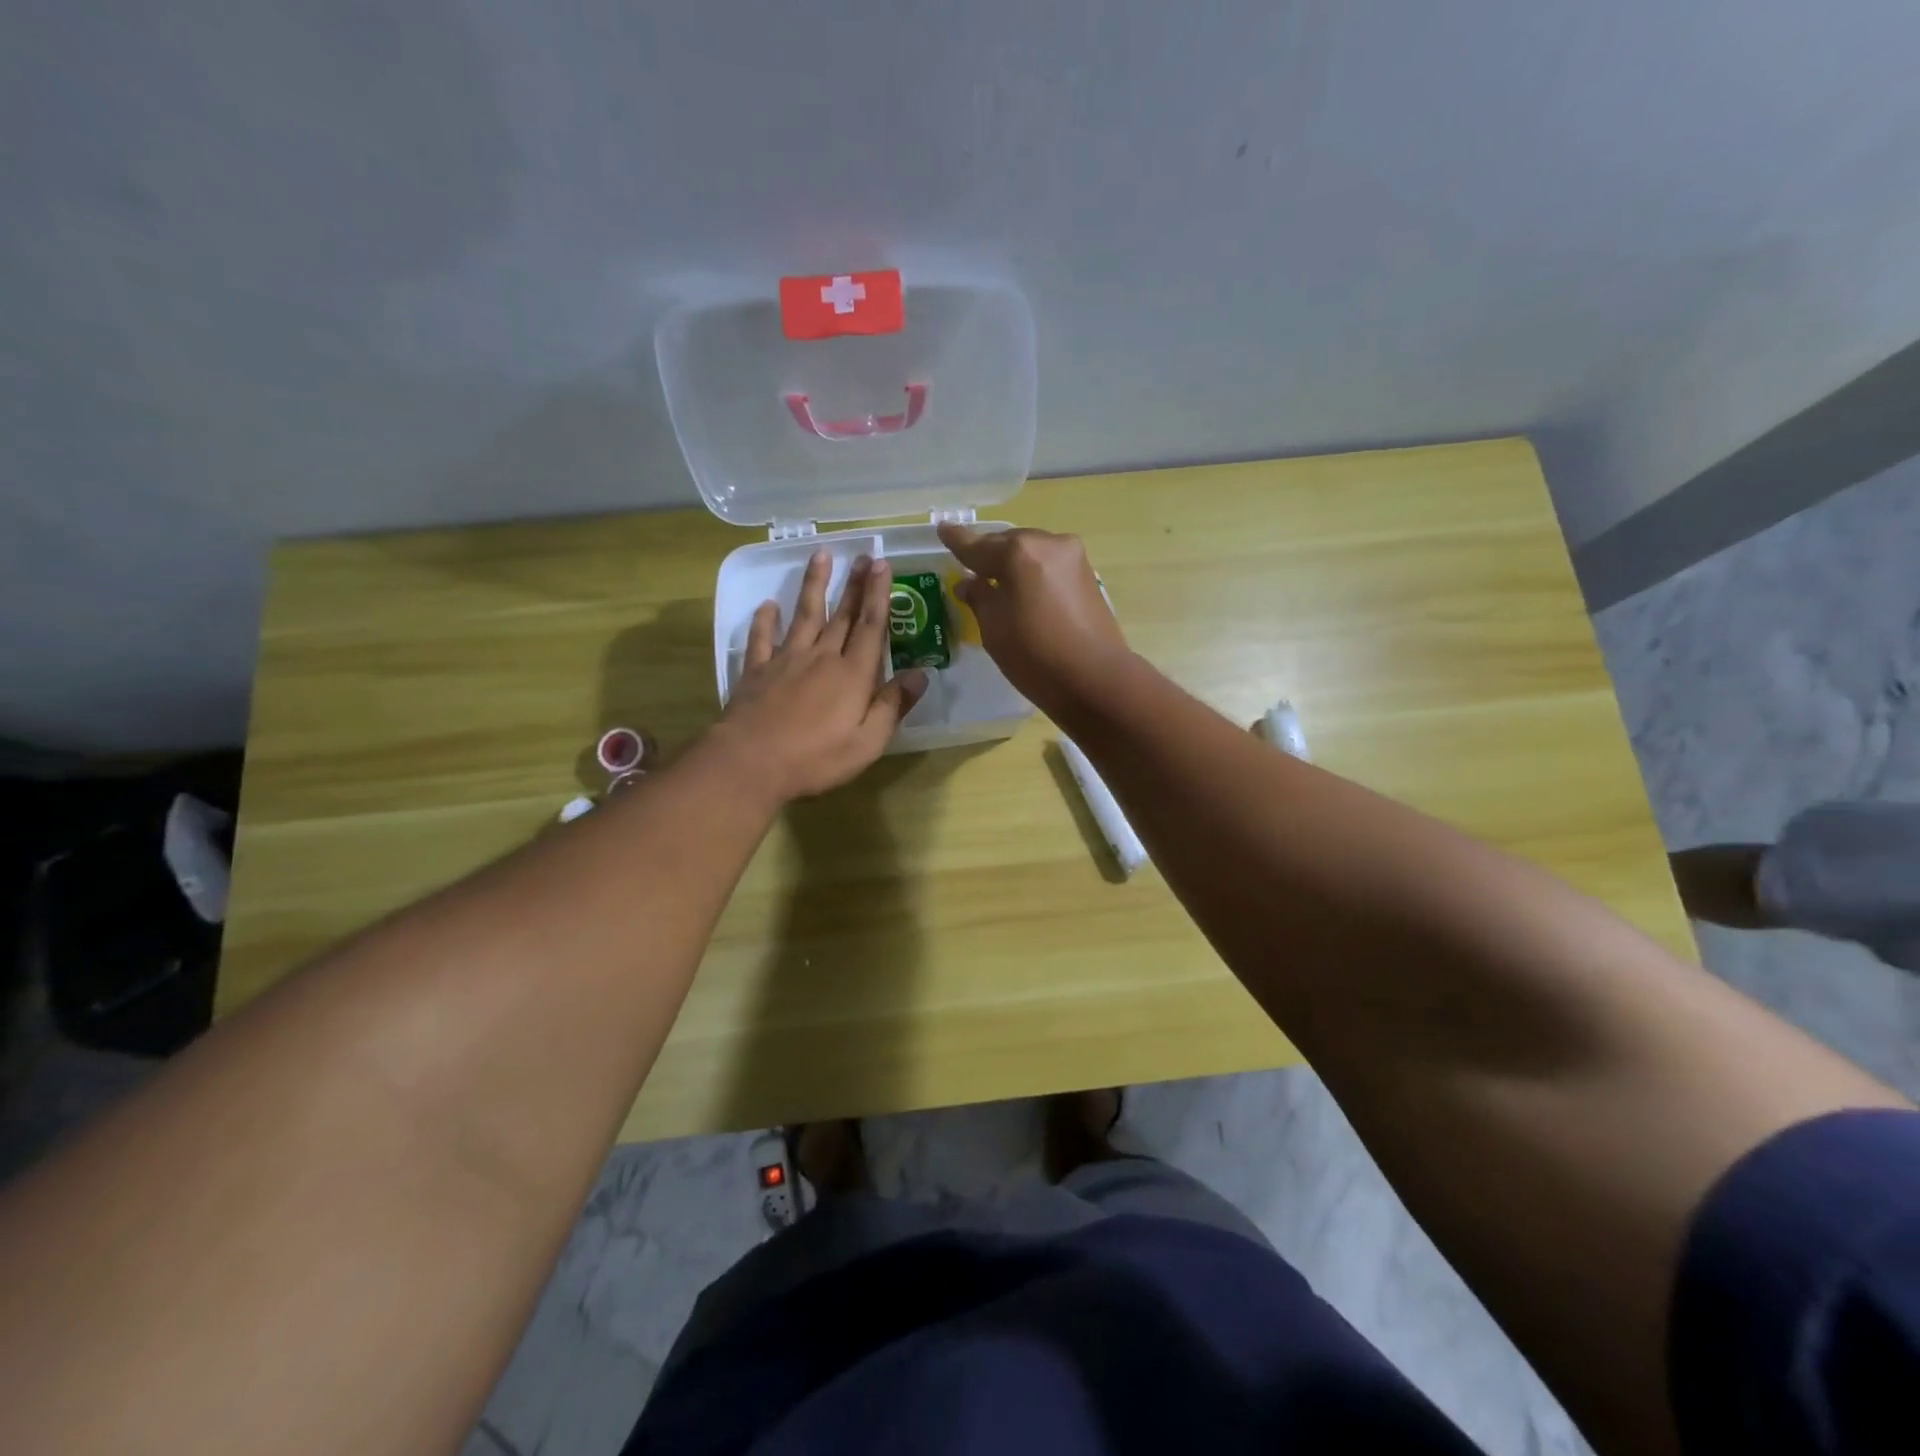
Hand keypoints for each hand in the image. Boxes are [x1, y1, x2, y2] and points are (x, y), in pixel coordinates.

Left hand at [715, 550, 927, 802]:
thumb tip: (920, 674)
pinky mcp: (757, 671)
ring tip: (820, 556)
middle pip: (841, 615)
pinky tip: (768, 605)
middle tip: (862, 554)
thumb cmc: (816, 758)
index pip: (870, 626)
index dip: (878, 594)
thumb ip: (893, 706)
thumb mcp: (868, 742)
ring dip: (813, 585)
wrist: (751, 763)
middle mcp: (821, 657)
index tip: (882, 565)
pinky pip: (762, 638)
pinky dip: (765, 620)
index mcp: (853, 675)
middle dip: (854, 584)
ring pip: (804, 615)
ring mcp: (786, 660)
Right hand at [937, 523, 1130, 716]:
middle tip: (970, 568)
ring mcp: (1073, 557)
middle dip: (988, 554)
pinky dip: (1033, 573)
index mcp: (1018, 552)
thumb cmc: (1035, 656)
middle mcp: (1048, 543)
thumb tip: (969, 583)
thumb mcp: (994, 629)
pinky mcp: (1088, 574)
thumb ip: (979, 598)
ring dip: (1013, 564)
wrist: (1095, 679)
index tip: (942, 528)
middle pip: (1008, 543)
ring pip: (1031, 552)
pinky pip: (1049, 565)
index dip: (957, 541)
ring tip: (996, 582)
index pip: (977, 545)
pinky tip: (1024, 590)